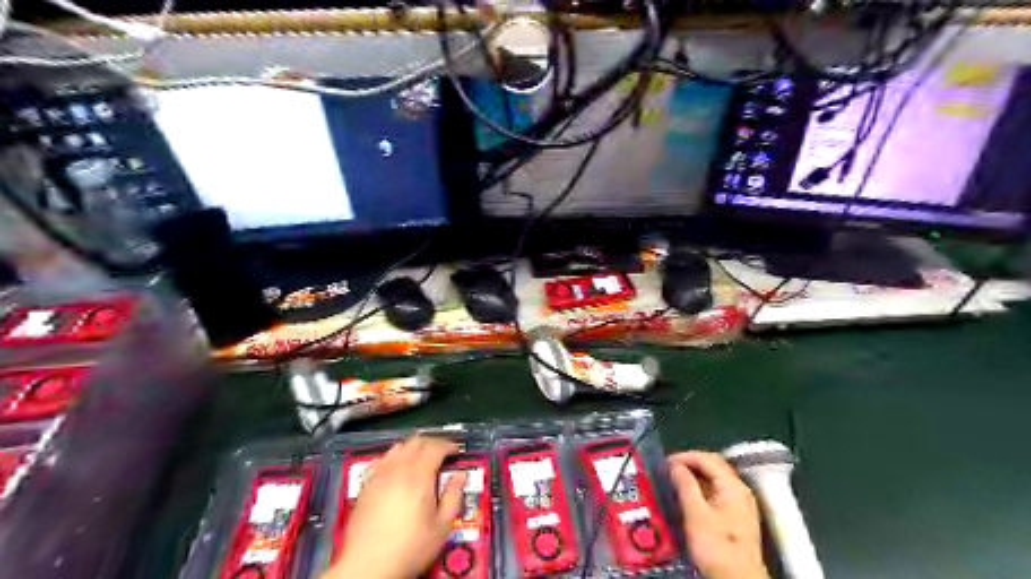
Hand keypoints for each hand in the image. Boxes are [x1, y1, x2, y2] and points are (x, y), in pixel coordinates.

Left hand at [322, 437, 467, 578]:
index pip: (436, 447)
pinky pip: (381, 460)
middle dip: (432, 443)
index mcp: (419, 476)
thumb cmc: (409, 548)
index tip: (457, 451)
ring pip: (398, 448)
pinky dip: (393, 457)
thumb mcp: (441, 527)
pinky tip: (397, 466)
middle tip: (443, 452)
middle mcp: (398, 469)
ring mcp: (379, 476)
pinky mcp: (366, 485)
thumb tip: (461, 476)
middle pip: (416, 442)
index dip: (449, 445)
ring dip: (413, 447)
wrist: (367, 567)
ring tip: (422, 457)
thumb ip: (453, 496)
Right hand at [664, 453, 769, 577]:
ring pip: (715, 479)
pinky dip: (701, 489)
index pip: (707, 458)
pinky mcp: (737, 518)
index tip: (666, 462)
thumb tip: (675, 465)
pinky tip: (689, 497)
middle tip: (669, 470)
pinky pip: (716, 492)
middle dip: (690, 464)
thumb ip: (685, 485)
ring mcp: (741, 505)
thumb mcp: (695, 513)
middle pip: (713, 466)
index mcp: (733, 486)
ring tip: (675, 482)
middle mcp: (740, 491)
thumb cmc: (716, 547)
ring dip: (694, 477)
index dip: (684, 456)